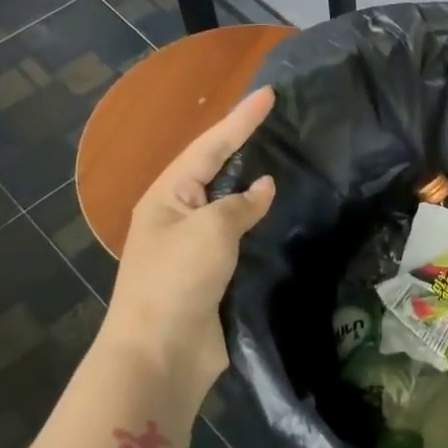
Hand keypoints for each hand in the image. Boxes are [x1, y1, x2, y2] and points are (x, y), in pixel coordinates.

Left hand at [101, 87, 277, 408]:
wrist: (161, 353)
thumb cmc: (178, 280)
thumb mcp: (211, 230)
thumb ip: (241, 203)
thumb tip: (264, 187)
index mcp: (167, 195)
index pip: (210, 146)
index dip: (242, 119)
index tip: (270, 93)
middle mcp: (178, 215)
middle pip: (216, 171)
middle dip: (244, 146)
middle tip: (279, 122)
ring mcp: (194, 247)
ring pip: (230, 206)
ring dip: (254, 187)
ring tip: (286, 161)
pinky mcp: (212, 275)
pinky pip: (239, 238)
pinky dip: (259, 224)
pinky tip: (281, 215)